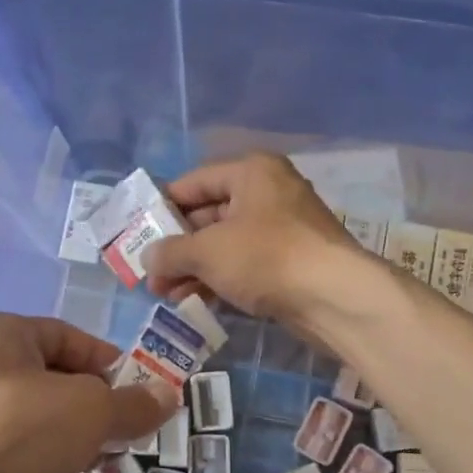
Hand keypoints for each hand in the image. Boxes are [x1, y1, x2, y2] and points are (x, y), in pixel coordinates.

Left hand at [0, 313, 176, 472]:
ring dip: (72, 452)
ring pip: (33, 432)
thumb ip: (131, 404)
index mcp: (3, 337)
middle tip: (125, 440)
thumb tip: (167, 396)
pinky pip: (11, 469)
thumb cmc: (15, 429)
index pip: (67, 337)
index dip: (108, 363)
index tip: (140, 393)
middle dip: (94, 415)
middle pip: (52, 387)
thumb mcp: (90, 409)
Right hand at [142, 153, 362, 328]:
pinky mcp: (292, 262)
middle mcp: (268, 193)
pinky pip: (245, 264)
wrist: (335, 297)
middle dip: (177, 247)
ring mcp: (283, 229)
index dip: (162, 209)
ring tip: (164, 295)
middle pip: (209, 215)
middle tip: (149, 274)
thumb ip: (170, 252)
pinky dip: (220, 278)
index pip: (193, 183)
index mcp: (251, 172)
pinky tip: (195, 300)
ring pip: (226, 244)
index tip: (137, 235)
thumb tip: (147, 259)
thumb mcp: (207, 251)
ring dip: (194, 268)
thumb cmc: (266, 257)